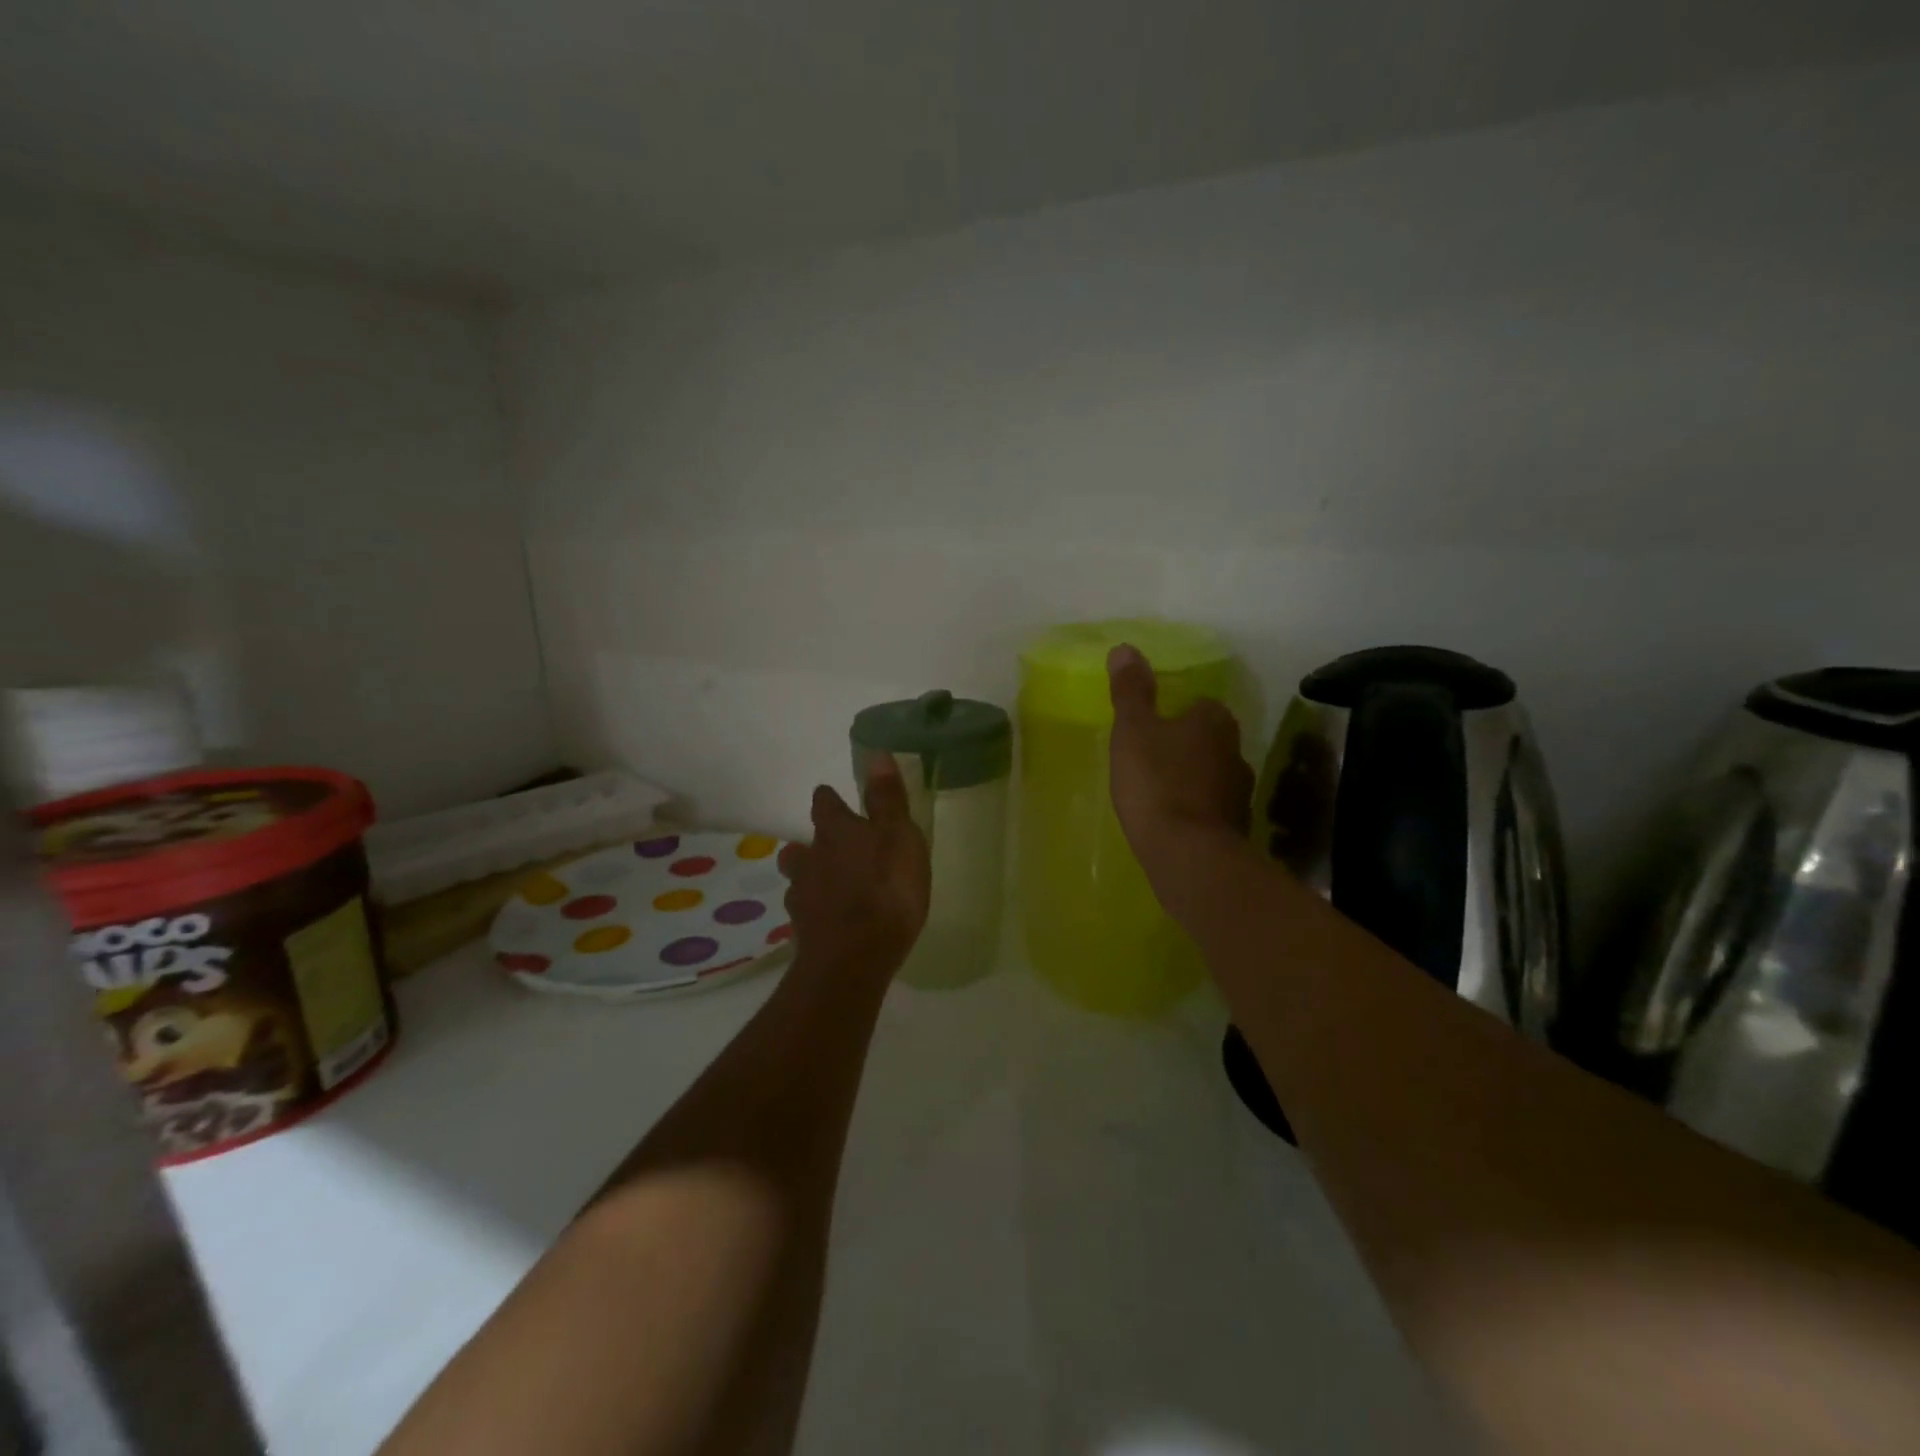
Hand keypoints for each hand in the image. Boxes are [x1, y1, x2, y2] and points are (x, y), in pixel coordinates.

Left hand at [781, 754, 930, 974]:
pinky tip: (834, 922)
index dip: (830, 800)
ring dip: (812, 880)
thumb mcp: (899, 836)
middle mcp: (811, 859)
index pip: (824, 804)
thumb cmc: (886, 889)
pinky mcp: (804, 932)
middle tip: (835, 851)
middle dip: (814, 846)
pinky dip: (819, 913)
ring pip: (799, 880)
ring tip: (833, 889)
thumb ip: (887, 799)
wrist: (854, 958)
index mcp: (835, 831)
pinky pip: (808, 915)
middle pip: (801, 846)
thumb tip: (876, 754)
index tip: (837, 800)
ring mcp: (802, 897)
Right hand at [1107, 643, 1253, 894]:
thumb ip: (1130, 692)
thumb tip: (1125, 649)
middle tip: (1153, 759)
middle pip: (1209, 740)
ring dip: (1194, 780)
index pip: (1200, 706)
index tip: (1152, 728)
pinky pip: (1213, 809)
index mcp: (1214, 721)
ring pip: (1214, 775)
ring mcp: (1241, 792)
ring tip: (1161, 793)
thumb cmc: (1156, 782)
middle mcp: (1236, 751)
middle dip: (1186, 747)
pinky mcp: (1237, 828)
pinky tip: (1175, 822)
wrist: (1187, 853)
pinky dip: (1197, 810)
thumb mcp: (1132, 731)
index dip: (1176, 715)